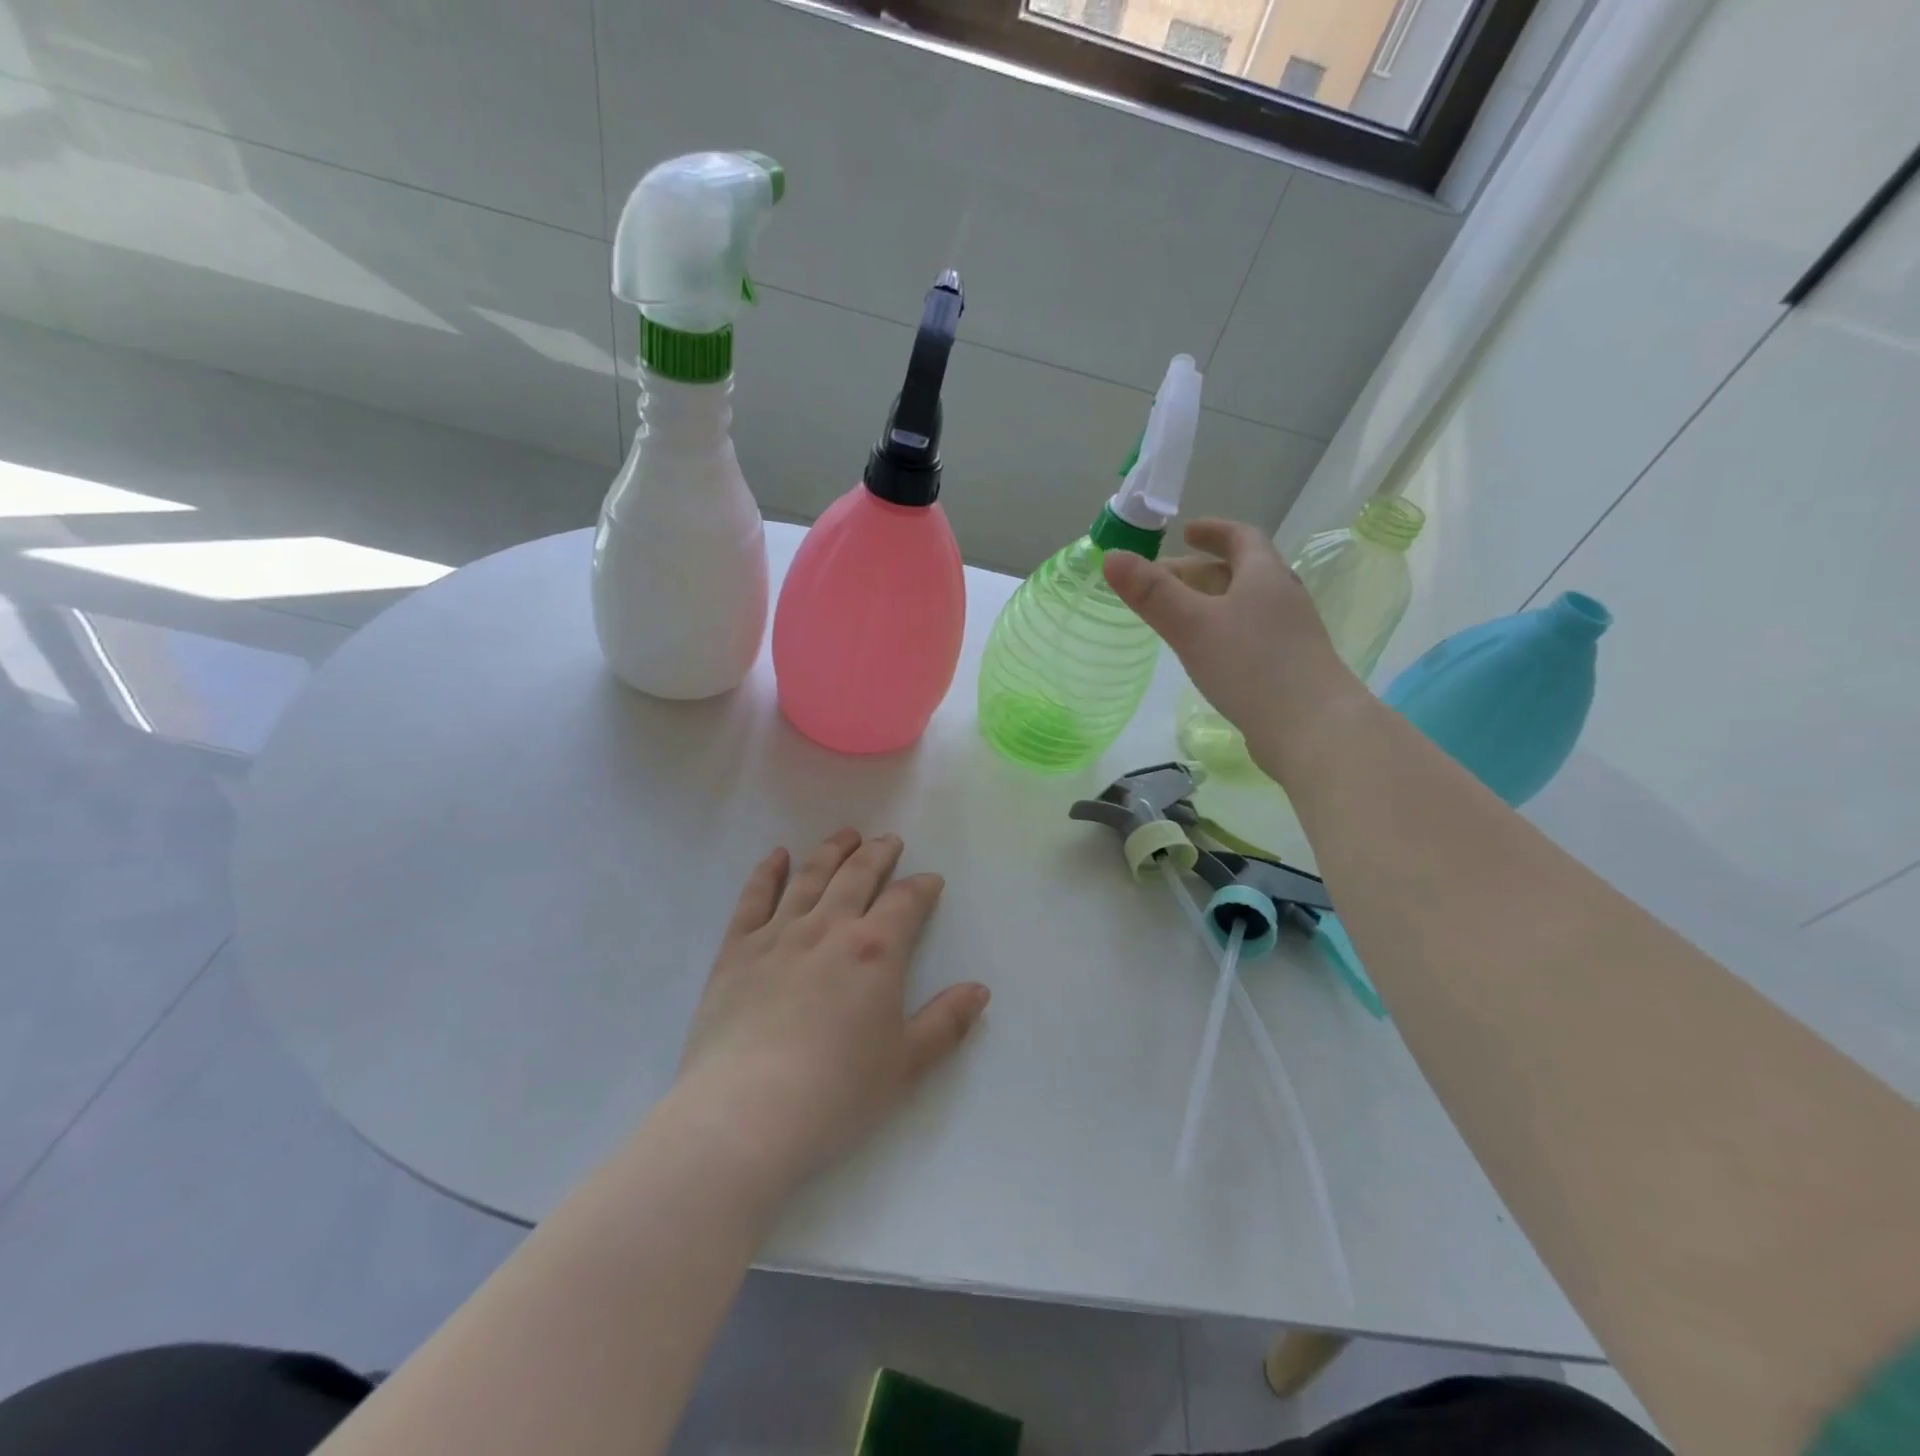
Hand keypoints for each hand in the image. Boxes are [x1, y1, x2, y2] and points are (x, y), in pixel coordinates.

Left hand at [673, 830, 989, 1196]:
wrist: (745, 1113)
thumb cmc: (836, 1093)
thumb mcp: (906, 1064)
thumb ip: (947, 1023)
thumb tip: (979, 990)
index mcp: (875, 951)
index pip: (905, 902)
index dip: (921, 887)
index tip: (930, 881)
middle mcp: (829, 928)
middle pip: (858, 875)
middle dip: (878, 854)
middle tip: (889, 840)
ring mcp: (778, 934)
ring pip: (810, 876)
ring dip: (831, 851)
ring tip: (846, 835)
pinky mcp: (736, 950)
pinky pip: (754, 898)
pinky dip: (768, 872)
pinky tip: (777, 856)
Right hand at [1103, 518, 1367, 777]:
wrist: (1314, 730)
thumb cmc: (1253, 667)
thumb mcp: (1193, 626)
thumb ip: (1152, 594)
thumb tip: (1112, 556)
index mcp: (1264, 576)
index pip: (1241, 537)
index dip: (1213, 531)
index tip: (1185, 532)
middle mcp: (1282, 598)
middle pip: (1240, 572)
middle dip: (1199, 571)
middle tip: (1160, 582)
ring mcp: (1290, 635)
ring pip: (1244, 606)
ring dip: (1211, 603)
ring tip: (1177, 617)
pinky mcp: (1288, 668)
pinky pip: (1249, 636)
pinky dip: (1222, 633)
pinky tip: (1205, 656)